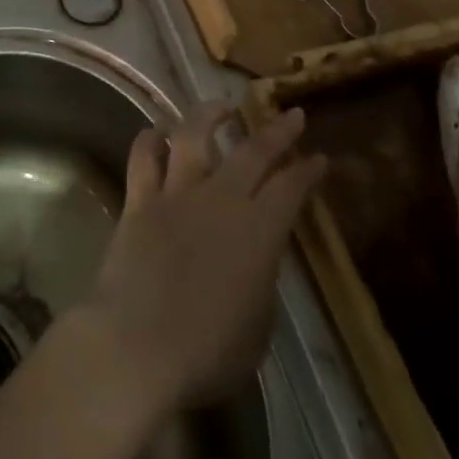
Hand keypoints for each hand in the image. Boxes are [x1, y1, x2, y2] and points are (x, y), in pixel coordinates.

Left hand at [76, 104, 326, 418]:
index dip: (308, 171)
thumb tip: (254, 260)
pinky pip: (143, 157)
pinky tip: (158, 132)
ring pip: (194, 136)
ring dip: (209, 115)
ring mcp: (177, 194)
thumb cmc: (208, 352)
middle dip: (276, 131)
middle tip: (291, 115)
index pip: (291, 190)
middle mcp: (221, 200)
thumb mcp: (258, 327)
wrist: (139, 345)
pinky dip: (150, 139)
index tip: (319, 157)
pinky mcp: (139, 200)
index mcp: (259, 233)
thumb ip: (260, 282)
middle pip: (253, 153)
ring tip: (221, 106)